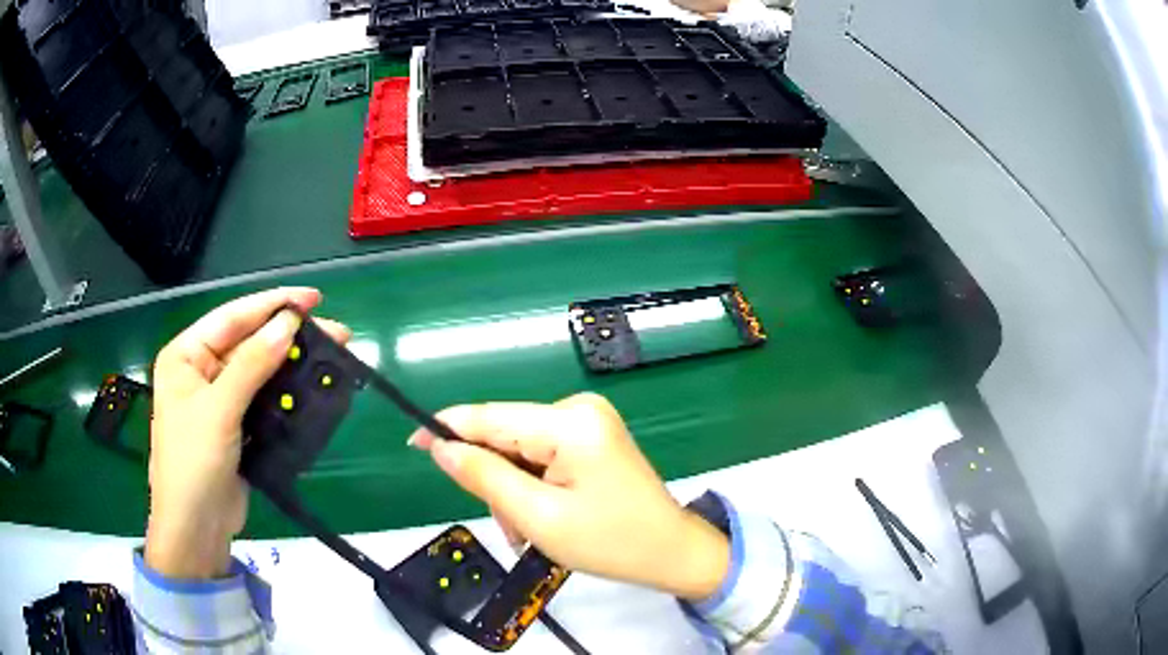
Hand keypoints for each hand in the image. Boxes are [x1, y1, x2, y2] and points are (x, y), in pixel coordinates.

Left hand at [146, 288, 350, 578]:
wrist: (196, 528)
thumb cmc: (193, 463)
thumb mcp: (219, 411)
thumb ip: (252, 365)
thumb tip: (289, 324)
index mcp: (186, 355)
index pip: (232, 318)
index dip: (271, 305)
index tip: (311, 298)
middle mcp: (201, 371)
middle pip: (249, 342)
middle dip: (288, 335)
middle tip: (334, 330)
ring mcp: (220, 400)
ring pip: (260, 371)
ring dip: (292, 364)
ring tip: (331, 356)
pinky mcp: (237, 426)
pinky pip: (264, 399)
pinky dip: (286, 393)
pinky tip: (311, 387)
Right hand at [409, 393, 729, 599]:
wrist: (671, 552)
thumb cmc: (610, 542)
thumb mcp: (538, 517)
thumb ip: (484, 477)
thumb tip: (440, 447)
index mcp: (570, 423)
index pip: (491, 417)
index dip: (448, 428)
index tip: (414, 443)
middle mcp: (578, 409)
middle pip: (505, 435)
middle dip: (494, 480)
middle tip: (509, 526)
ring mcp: (588, 422)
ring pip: (520, 451)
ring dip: (512, 491)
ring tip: (529, 532)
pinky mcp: (591, 438)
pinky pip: (541, 456)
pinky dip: (532, 487)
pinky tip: (543, 518)